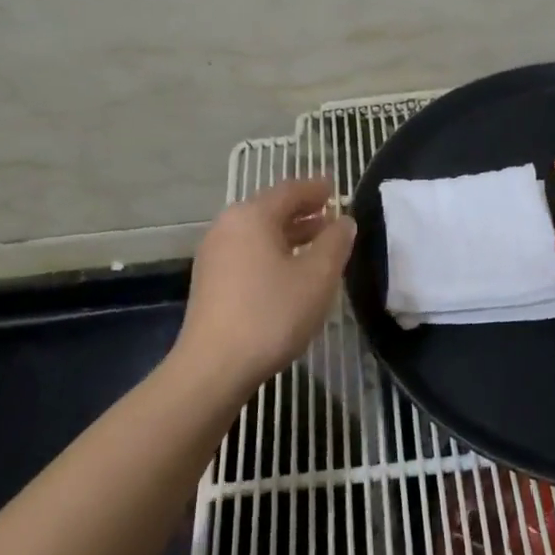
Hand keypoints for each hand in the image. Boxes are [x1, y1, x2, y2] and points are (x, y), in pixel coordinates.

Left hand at [176, 178, 356, 392]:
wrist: (214, 367)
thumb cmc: (272, 313)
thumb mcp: (317, 276)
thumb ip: (335, 242)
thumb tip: (343, 221)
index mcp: (252, 215)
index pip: (290, 190)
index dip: (316, 188)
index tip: (336, 187)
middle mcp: (228, 226)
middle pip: (271, 209)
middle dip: (304, 211)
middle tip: (332, 214)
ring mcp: (215, 254)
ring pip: (259, 233)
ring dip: (290, 234)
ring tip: (318, 243)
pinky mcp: (211, 281)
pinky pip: (248, 252)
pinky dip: (273, 252)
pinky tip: (291, 271)